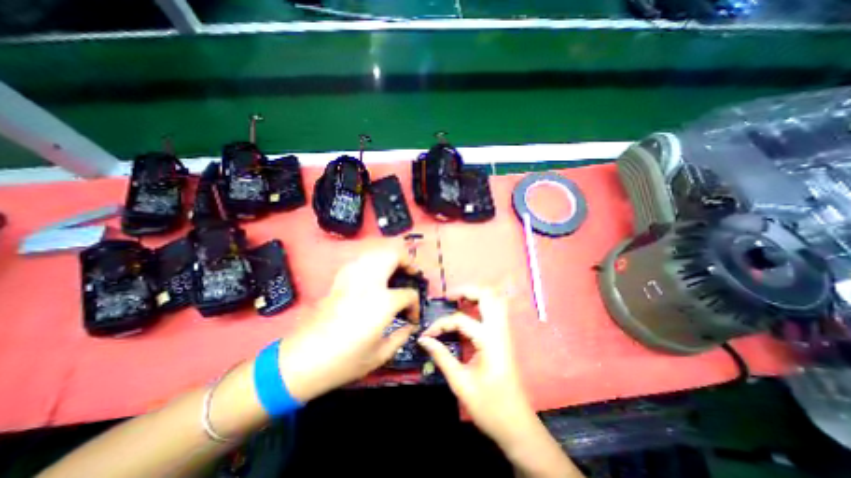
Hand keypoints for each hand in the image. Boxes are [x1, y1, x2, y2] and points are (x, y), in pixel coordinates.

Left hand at [278, 250, 419, 403]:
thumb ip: (402, 336)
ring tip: (394, 271)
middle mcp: (369, 282)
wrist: (303, 360)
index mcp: (383, 302)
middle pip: (394, 256)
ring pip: (376, 253)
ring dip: (390, 258)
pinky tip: (373, 275)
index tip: (412, 317)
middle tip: (411, 274)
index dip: (415, 306)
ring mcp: (352, 278)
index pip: (409, 294)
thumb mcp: (380, 354)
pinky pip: (360, 261)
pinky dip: (372, 262)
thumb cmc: (344, 361)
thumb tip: (411, 325)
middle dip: (407, 262)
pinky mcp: (339, 279)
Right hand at [417, 288, 533, 447]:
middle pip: (487, 294)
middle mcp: (499, 330)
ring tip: (458, 301)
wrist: (517, 425)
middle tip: (449, 298)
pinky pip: (496, 310)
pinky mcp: (504, 337)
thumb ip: (441, 356)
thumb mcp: (460, 382)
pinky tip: (470, 312)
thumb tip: (424, 339)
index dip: (440, 324)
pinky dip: (483, 304)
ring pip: (495, 299)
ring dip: (477, 295)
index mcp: (489, 340)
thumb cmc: (489, 406)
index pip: (460, 320)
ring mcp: (505, 332)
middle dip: (466, 290)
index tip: (427, 335)